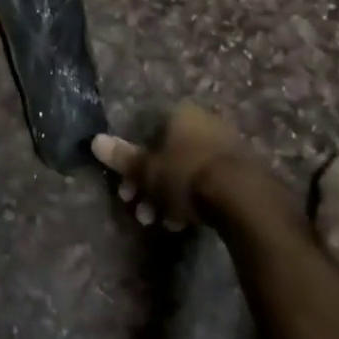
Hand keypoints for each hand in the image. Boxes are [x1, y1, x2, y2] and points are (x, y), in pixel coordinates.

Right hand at [92, 101, 253, 227]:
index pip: (146, 132)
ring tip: (160, 223)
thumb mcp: (149, 171)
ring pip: (185, 170)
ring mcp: (224, 146)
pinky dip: (191, 200)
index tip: (125, 188)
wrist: (243, 198)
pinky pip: (206, 182)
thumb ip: (123, 157)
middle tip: (139, 210)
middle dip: (149, 185)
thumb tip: (95, 140)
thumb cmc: (187, 175)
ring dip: (168, 197)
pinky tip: (183, 224)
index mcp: (179, 114)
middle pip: (166, 153)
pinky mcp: (241, 170)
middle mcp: (203, 122)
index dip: (132, 161)